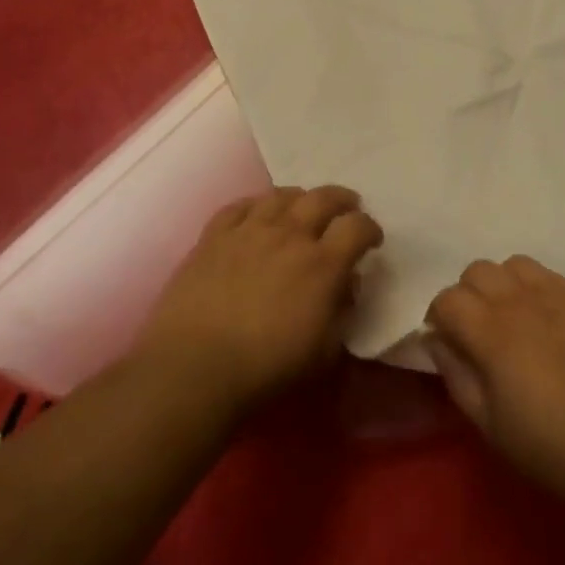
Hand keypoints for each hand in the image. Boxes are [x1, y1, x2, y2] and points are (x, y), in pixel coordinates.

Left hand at [140, 186, 382, 414]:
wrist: (193, 369)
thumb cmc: (265, 369)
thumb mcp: (323, 353)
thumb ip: (342, 313)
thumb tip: (346, 286)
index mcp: (322, 264)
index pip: (357, 226)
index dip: (370, 229)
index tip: (371, 241)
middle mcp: (290, 236)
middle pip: (323, 198)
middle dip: (342, 200)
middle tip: (347, 208)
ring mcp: (249, 231)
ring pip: (281, 195)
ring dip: (300, 197)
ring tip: (303, 206)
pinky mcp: (214, 237)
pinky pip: (240, 206)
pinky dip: (256, 205)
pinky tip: (258, 213)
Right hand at [424, 256, 564, 519]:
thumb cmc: (552, 448)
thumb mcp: (489, 425)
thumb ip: (456, 374)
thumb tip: (436, 341)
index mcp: (494, 333)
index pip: (448, 298)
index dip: (438, 318)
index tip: (446, 342)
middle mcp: (523, 301)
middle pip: (477, 270)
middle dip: (466, 296)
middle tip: (475, 331)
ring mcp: (560, 295)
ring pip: (513, 264)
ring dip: (501, 285)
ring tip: (510, 319)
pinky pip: (548, 274)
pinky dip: (534, 287)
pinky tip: (545, 320)